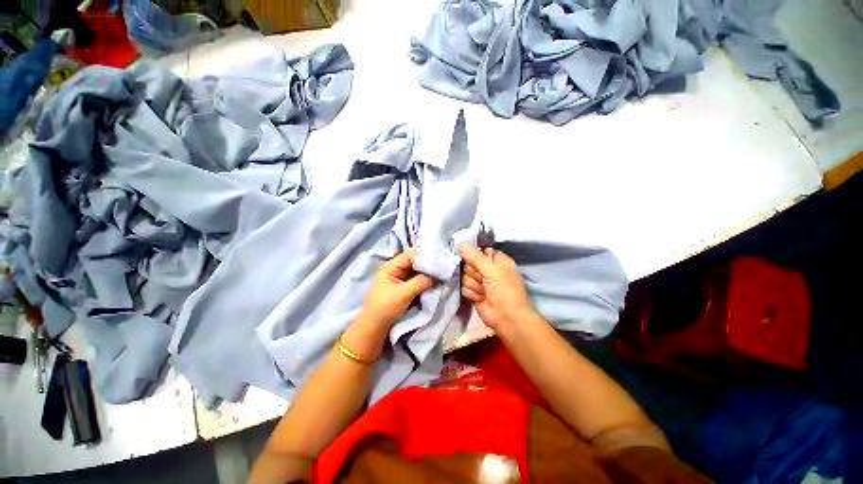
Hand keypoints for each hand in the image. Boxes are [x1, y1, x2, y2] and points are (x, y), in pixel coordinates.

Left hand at [361, 248, 435, 326]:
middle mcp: (396, 269)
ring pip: (418, 270)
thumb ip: (421, 281)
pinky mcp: (405, 287)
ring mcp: (401, 278)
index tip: (439, 261)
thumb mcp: (403, 294)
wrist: (375, 328)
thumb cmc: (385, 308)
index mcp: (391, 266)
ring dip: (428, 272)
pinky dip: (426, 279)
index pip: (411, 255)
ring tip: (442, 272)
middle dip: (428, 264)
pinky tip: (436, 280)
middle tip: (444, 266)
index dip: (424, 256)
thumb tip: (438, 274)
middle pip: (415, 261)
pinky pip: (418, 279)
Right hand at [459, 245, 535, 331]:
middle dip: (473, 272)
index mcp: (497, 260)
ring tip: (483, 291)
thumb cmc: (505, 290)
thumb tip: (460, 244)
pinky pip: (463, 287)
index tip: (472, 259)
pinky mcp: (473, 293)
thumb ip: (475, 257)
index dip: (473, 254)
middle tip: (482, 279)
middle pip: (468, 263)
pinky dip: (471, 293)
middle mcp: (488, 269)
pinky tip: (479, 298)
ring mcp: (480, 282)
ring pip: (464, 276)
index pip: (478, 250)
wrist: (507, 318)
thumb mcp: (492, 270)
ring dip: (473, 284)